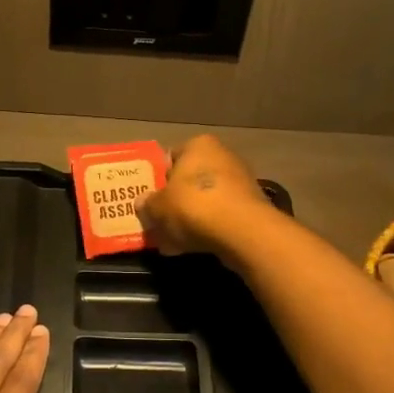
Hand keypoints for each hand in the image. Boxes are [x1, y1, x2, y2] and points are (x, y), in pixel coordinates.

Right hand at [138, 135, 272, 260]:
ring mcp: (241, 181)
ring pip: (205, 199)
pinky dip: (208, 228)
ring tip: (173, 240)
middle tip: (159, 220)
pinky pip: (221, 215)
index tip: (149, 198)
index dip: (157, 178)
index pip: (170, 157)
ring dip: (190, 217)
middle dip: (175, 200)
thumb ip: (147, 204)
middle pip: (190, 179)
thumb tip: (142, 202)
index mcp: (198, 145)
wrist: (242, 231)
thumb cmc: (193, 206)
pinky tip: (193, 247)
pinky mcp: (251, 206)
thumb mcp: (158, 207)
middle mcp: (222, 155)